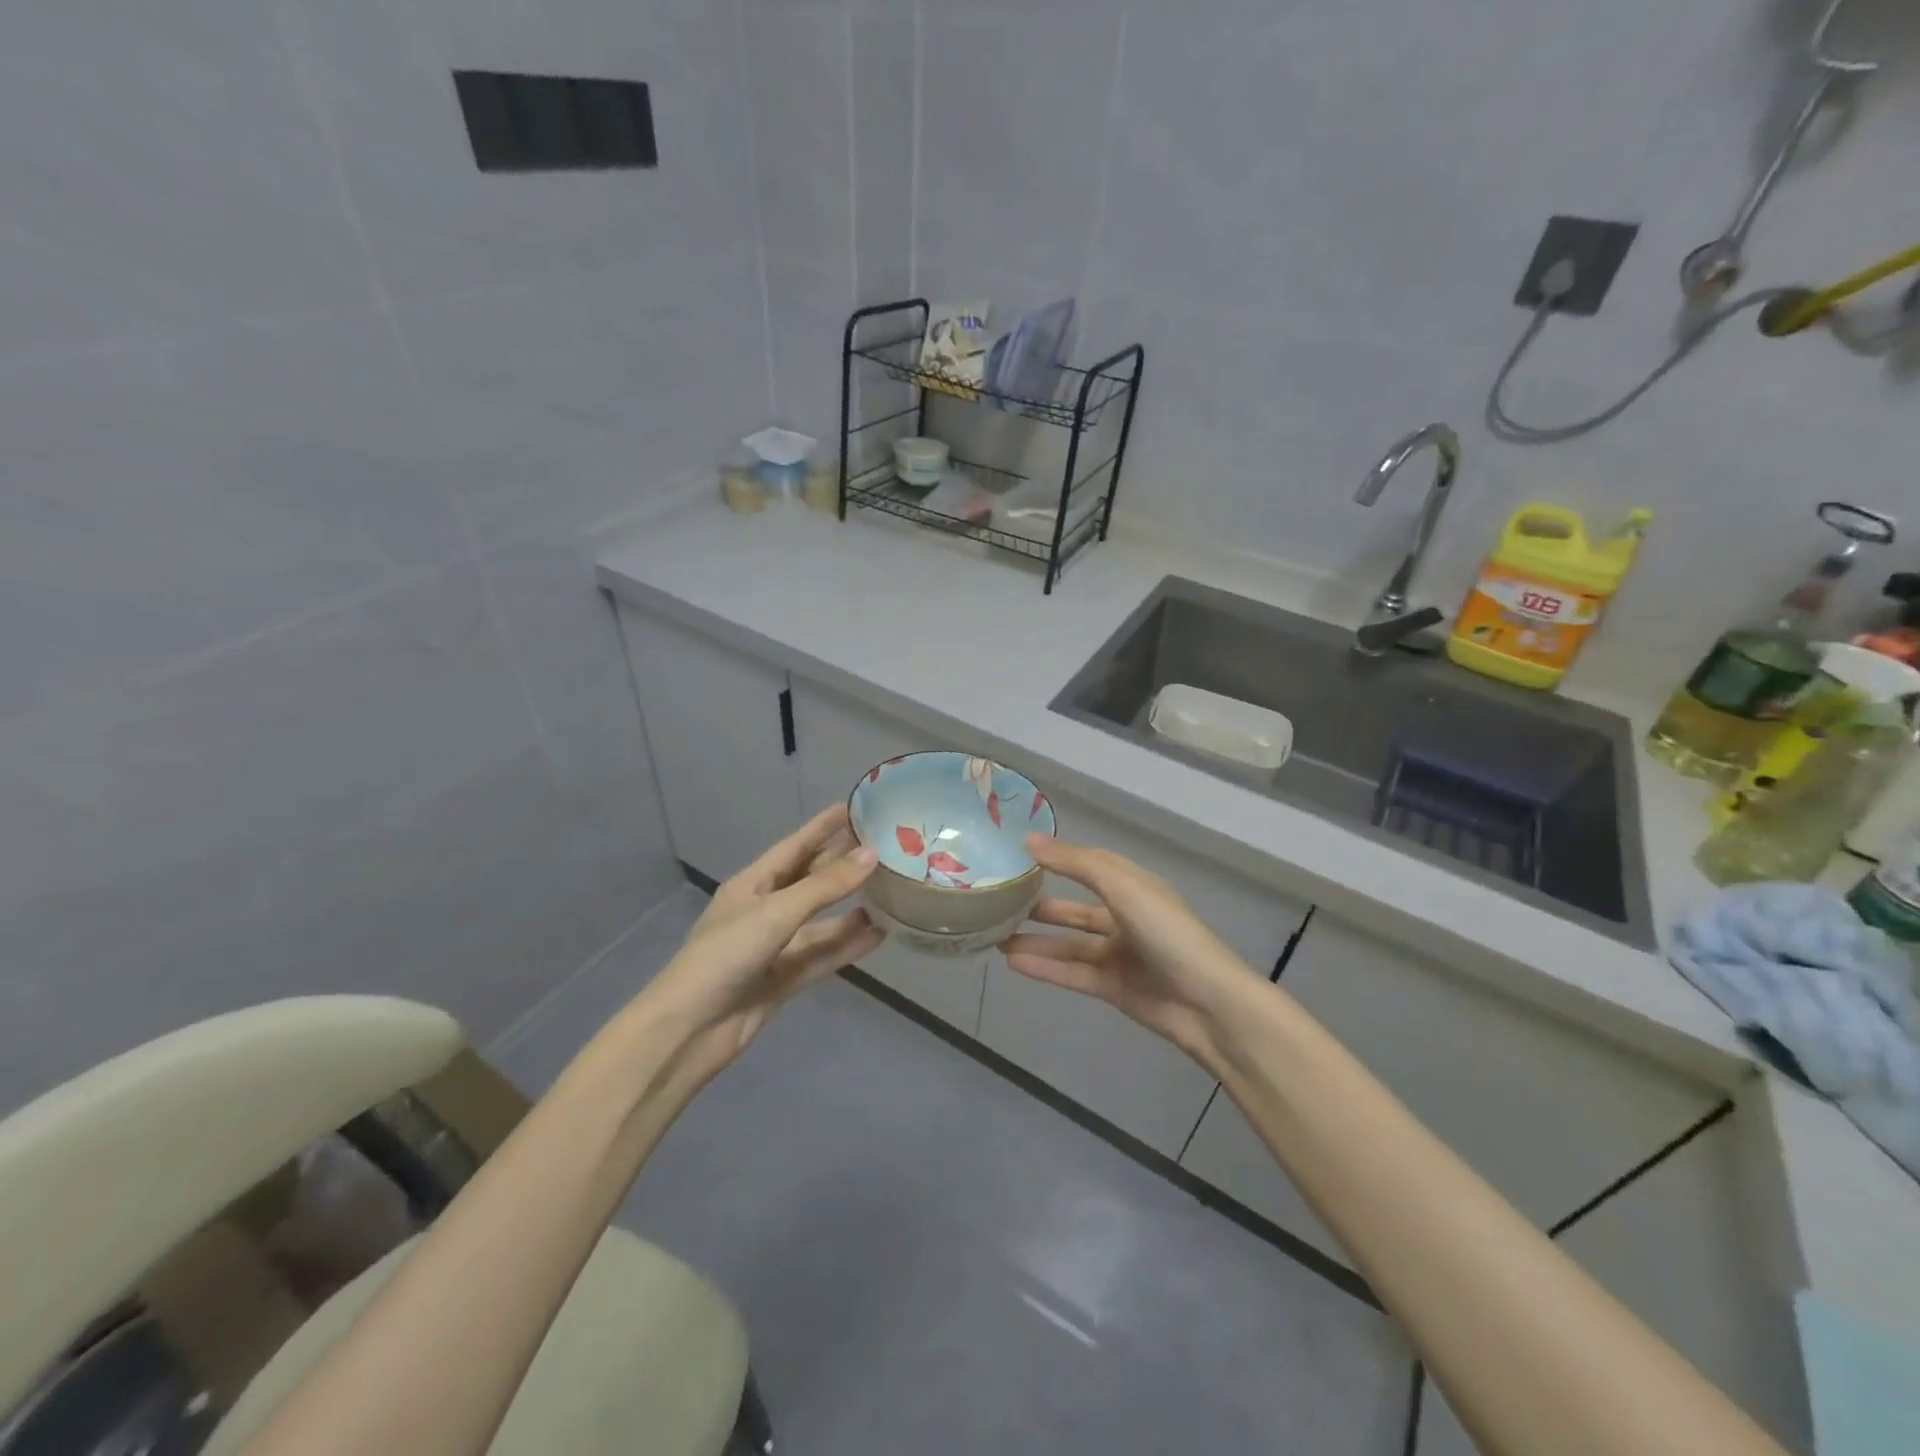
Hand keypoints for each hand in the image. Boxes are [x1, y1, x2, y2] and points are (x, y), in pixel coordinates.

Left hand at [635, 805, 882, 1088]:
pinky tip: (878, 936)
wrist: (690, 1030)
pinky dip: (847, 946)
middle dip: (842, 865)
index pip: (794, 847)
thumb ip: (826, 885)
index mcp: (752, 885)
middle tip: (883, 846)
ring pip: (820, 922)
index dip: (822, 828)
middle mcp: (764, 911)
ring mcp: (774, 947)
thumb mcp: (776, 912)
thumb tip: (872, 854)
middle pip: (810, 881)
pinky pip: (822, 956)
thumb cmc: (725, 955)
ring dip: (850, 909)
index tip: (853, 807)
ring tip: (890, 893)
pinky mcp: (784, 980)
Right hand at [1000, 835, 1265, 1069]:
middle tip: (1000, 902)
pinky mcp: (1112, 987)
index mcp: (1132, 886)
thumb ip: (1075, 863)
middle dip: (1041, 905)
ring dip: (1035, 939)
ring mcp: (1119, 954)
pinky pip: (1071, 972)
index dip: (1056, 859)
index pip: (1087, 865)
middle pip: (1075, 908)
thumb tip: (1028, 840)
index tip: (1016, 855)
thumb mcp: (1121, 886)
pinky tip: (1012, 961)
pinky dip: (1044, 967)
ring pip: (1068, 943)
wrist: (1207, 1002)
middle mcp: (1124, 916)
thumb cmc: (1167, 931)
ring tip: (995, 934)